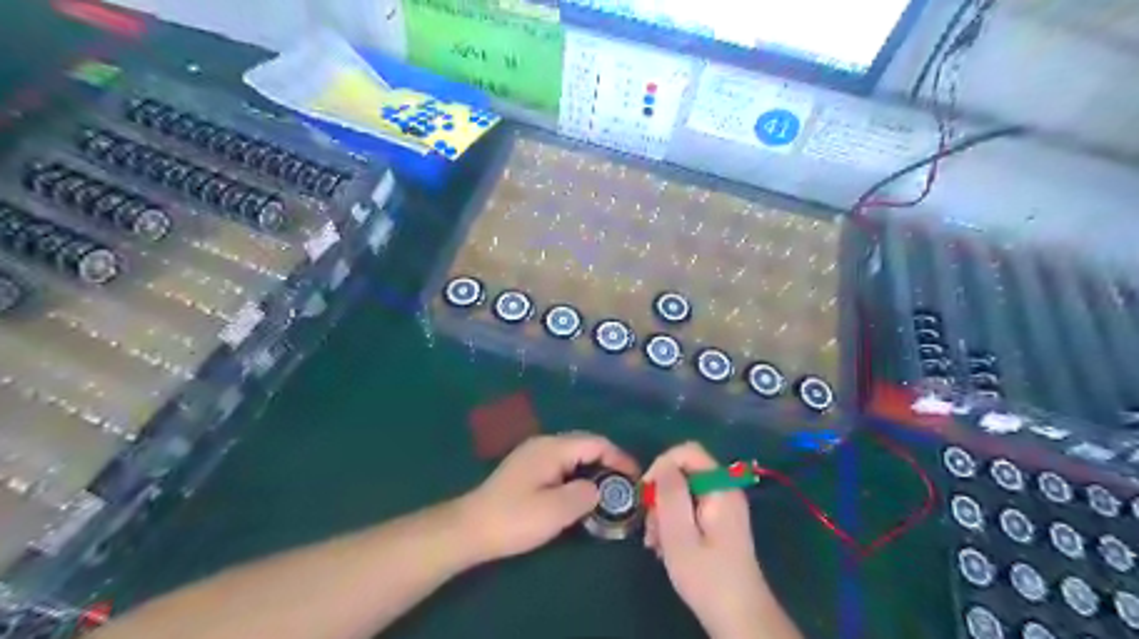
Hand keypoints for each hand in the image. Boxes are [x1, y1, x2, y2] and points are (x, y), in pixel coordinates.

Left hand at [460, 431, 639, 561]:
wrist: (470, 528)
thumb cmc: (514, 519)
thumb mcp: (556, 511)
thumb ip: (585, 495)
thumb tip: (598, 489)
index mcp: (553, 448)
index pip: (596, 443)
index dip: (619, 458)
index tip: (637, 478)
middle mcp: (544, 444)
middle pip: (585, 444)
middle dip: (608, 462)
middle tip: (626, 486)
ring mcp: (533, 455)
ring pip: (573, 454)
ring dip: (593, 469)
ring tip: (609, 491)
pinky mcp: (527, 469)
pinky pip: (562, 464)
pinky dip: (578, 474)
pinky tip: (581, 493)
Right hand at [645, 442, 779, 637]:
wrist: (738, 616)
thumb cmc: (706, 576)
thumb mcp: (679, 533)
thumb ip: (670, 492)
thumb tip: (662, 464)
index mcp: (720, 487)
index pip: (688, 451)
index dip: (662, 464)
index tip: (646, 492)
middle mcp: (724, 490)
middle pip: (683, 472)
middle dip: (661, 495)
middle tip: (650, 527)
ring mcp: (723, 506)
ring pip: (683, 491)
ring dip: (663, 512)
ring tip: (655, 543)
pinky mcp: (718, 522)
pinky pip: (690, 508)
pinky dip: (673, 522)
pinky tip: (665, 546)